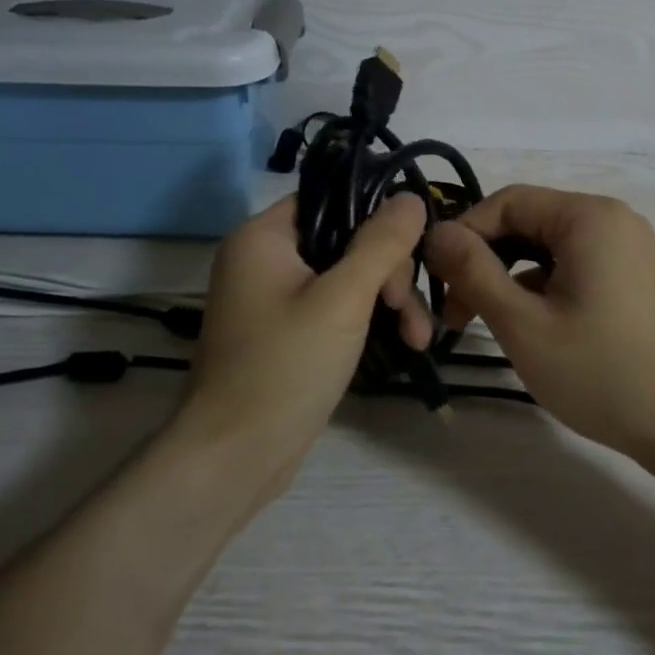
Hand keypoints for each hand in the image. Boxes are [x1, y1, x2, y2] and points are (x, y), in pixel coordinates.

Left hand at [175, 193, 430, 494]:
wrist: (235, 457)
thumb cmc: (285, 366)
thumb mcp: (343, 299)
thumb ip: (381, 244)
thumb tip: (411, 197)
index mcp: (263, 237)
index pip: (328, 198)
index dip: (375, 213)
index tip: (414, 243)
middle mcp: (263, 259)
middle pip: (343, 240)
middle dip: (388, 272)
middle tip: (409, 310)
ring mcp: (273, 298)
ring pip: (345, 278)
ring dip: (386, 301)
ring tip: (419, 338)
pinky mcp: (286, 332)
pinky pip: (334, 308)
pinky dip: (365, 320)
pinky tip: (402, 343)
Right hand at [424, 186, 654, 464]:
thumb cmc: (604, 373)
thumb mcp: (523, 323)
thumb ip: (473, 271)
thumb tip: (436, 233)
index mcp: (588, 217)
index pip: (506, 202)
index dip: (463, 234)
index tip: (436, 279)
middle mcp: (612, 220)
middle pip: (528, 222)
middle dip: (485, 260)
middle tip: (456, 311)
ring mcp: (629, 250)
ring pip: (549, 249)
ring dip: (510, 278)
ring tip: (487, 324)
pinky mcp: (636, 279)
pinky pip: (575, 268)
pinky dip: (543, 289)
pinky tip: (531, 329)